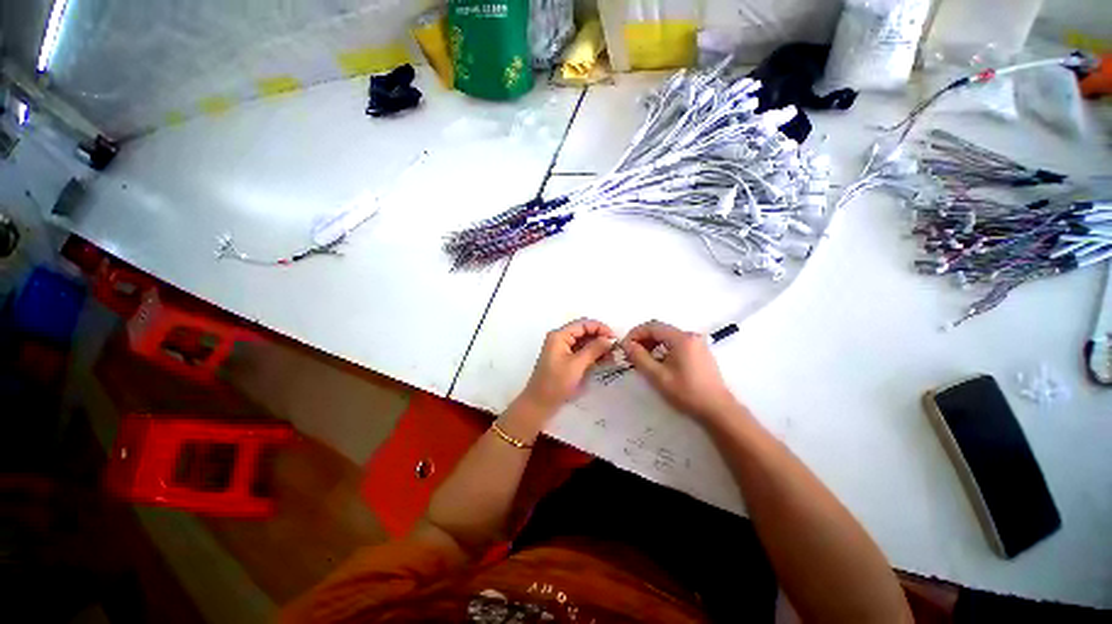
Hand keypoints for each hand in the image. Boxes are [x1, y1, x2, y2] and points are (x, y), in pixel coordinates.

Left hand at [519, 318, 616, 415]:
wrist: (539, 404)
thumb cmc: (556, 383)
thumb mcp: (577, 365)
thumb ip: (594, 349)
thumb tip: (609, 339)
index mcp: (559, 335)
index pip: (583, 324)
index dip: (600, 328)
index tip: (615, 338)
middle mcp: (560, 338)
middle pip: (584, 331)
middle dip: (600, 337)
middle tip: (616, 348)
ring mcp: (562, 349)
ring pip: (584, 341)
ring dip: (598, 346)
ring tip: (612, 355)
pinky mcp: (565, 359)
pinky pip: (581, 351)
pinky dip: (592, 354)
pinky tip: (604, 360)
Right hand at [622, 320, 738, 421]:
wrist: (718, 410)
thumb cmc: (686, 393)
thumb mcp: (658, 376)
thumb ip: (639, 357)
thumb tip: (626, 345)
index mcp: (681, 338)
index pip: (652, 326)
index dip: (635, 334)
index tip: (624, 347)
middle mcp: (691, 336)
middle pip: (660, 330)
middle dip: (643, 339)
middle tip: (631, 354)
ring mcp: (697, 344)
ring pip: (668, 337)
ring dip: (652, 344)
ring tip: (642, 360)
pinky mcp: (700, 353)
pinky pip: (677, 344)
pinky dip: (663, 349)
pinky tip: (659, 363)